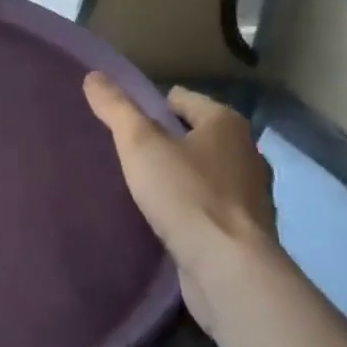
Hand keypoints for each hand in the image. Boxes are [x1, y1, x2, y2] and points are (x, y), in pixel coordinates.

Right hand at [83, 73, 276, 329]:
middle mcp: (247, 152)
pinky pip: (210, 206)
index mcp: (227, 123)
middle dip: (166, 143)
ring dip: (180, 178)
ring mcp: (252, 194)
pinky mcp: (248, 232)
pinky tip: (168, 220)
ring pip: (204, 172)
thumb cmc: (186, 195)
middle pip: (194, 135)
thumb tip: (94, 75)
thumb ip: (116, 107)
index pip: (180, 98)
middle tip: (130, 157)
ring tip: (145, 189)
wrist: (230, 272)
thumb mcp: (140, 144)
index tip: (124, 127)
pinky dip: (192, 208)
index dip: (150, 107)